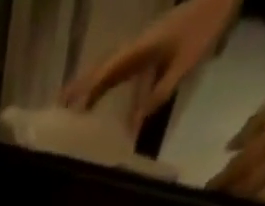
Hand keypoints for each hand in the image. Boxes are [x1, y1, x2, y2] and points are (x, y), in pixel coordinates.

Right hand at [59, 0, 239, 137]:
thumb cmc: (205, 27)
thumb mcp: (185, 64)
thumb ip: (161, 91)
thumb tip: (138, 120)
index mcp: (141, 48)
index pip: (109, 72)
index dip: (90, 91)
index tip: (72, 109)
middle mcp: (136, 46)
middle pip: (103, 68)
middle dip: (81, 86)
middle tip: (59, 106)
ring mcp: (142, 45)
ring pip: (110, 67)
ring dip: (91, 84)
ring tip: (74, 103)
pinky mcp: (149, 47)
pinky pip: (123, 68)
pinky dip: (108, 82)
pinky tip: (104, 94)